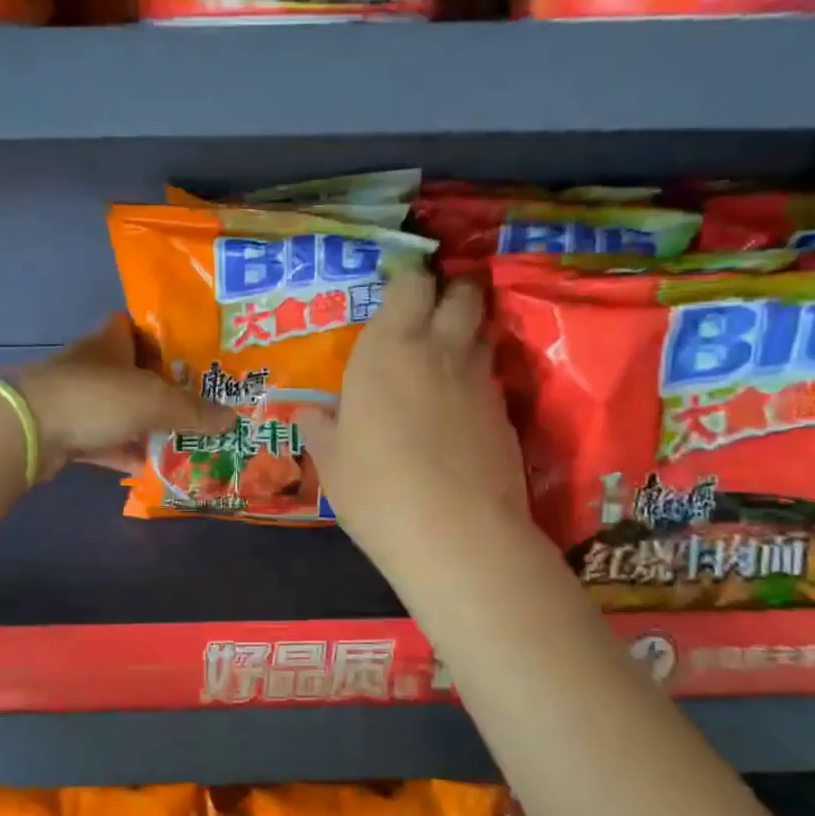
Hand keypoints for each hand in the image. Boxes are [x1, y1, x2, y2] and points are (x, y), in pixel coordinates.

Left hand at [15, 313, 232, 479]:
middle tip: (195, 404)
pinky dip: (123, 453)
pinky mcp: (66, 433)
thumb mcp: (154, 401)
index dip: (157, 336)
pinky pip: (103, 442)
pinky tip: (149, 468)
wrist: (29, 429)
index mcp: (110, 343)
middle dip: (160, 388)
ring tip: (181, 439)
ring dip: (144, 425)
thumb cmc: (96, 397)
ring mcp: (76, 401)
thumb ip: (193, 410)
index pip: (132, 326)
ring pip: (118, 411)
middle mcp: (92, 367)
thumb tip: (232, 418)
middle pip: (131, 373)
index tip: (185, 355)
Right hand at [297, 272, 526, 555]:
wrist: (457, 534)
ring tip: (445, 358)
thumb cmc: (376, 489)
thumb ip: (319, 427)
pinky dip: (476, 383)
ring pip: (482, 333)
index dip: (407, 280)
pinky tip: (460, 413)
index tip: (396, 291)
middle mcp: (439, 350)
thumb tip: (309, 413)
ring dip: (467, 334)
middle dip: (450, 292)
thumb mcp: (331, 461)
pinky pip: (490, 380)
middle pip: (462, 293)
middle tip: (429, 311)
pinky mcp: (506, 415)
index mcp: (388, 348)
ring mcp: (479, 381)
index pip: (409, 284)